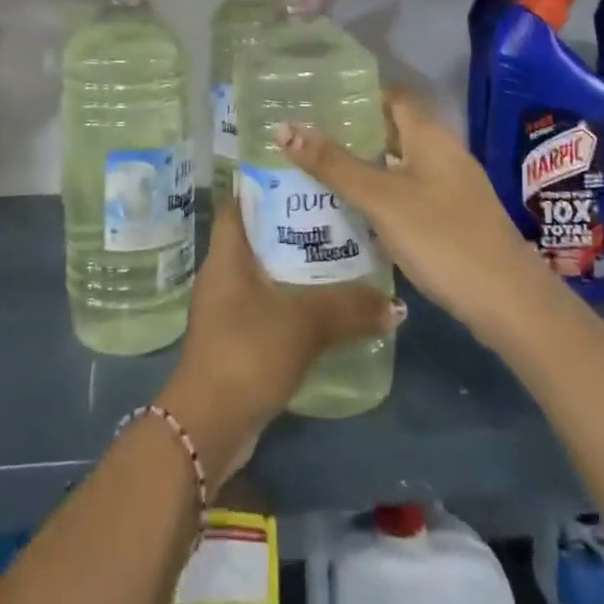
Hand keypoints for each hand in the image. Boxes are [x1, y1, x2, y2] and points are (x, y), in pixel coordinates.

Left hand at [159, 202, 400, 488]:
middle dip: (292, 227)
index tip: (303, 177)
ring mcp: (225, 309)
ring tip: (338, 259)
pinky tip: (323, 309)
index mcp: (226, 254)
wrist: (209, 425)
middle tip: (335, 217)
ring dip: (294, 268)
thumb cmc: (247, 352)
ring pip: (264, 274)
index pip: (240, 202)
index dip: (266, 186)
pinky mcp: (235, 340)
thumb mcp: (304, 324)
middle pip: (257, 236)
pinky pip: (266, 307)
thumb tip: (395, 305)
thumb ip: (349, 309)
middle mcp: (221, 274)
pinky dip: (291, 302)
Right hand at [273, 87, 549, 348]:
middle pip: (394, 130)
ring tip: (320, 173)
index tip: (319, 101)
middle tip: (308, 140)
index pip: (393, 96)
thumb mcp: (380, 199)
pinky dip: (383, 195)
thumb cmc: (442, 237)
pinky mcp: (455, 218)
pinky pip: (410, 193)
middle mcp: (444, 153)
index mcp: (430, 135)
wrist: (509, 303)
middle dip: (354, 134)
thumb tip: (284, 128)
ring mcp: (453, 187)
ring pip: (401, 165)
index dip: (359, 94)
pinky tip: (356, 213)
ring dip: (366, 167)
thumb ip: (333, 164)